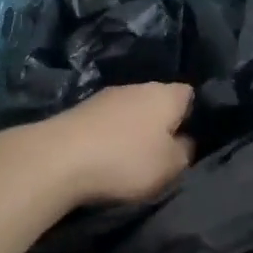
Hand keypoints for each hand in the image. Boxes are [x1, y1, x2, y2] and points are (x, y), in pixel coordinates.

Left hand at [42, 82, 195, 205]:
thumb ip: (186, 151)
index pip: (190, 95)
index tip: (191, 140)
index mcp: (166, 94)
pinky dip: (109, 136)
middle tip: (163, 153)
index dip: (194, 115)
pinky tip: (105, 155)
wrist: (57, 158)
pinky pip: (106, 121)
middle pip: (158, 102)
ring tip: (131, 157)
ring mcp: (105, 96)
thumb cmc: (125, 160)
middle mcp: (138, 86)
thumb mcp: (171, 166)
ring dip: (132, 130)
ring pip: (131, 110)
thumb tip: (185, 141)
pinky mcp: (80, 110)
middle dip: (161, 124)